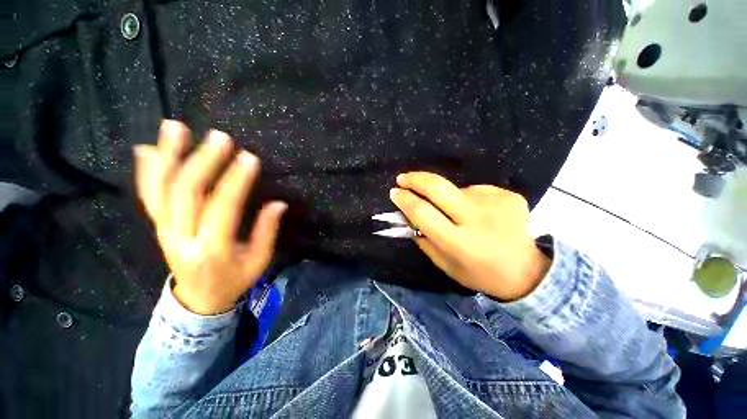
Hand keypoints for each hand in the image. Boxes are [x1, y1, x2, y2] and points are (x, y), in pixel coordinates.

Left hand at [134, 120, 286, 314]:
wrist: (199, 299)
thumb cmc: (234, 279)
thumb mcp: (259, 260)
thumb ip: (267, 231)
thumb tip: (278, 203)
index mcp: (212, 248)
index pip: (223, 207)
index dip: (236, 181)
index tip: (248, 158)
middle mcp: (181, 237)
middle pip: (187, 192)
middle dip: (204, 161)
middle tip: (221, 137)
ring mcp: (164, 230)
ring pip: (160, 189)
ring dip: (168, 156)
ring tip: (175, 127)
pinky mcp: (158, 227)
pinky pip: (148, 196)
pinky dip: (147, 171)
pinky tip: (149, 148)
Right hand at [390, 172, 549, 300]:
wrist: (528, 272)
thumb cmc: (480, 273)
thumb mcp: (445, 265)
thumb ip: (424, 241)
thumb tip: (407, 218)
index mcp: (458, 242)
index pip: (422, 212)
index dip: (405, 200)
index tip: (394, 193)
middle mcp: (476, 219)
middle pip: (438, 187)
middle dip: (416, 179)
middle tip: (403, 178)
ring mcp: (495, 204)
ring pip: (457, 190)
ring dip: (450, 198)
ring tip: (460, 215)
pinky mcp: (509, 196)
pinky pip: (477, 191)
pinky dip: (471, 199)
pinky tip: (482, 214)